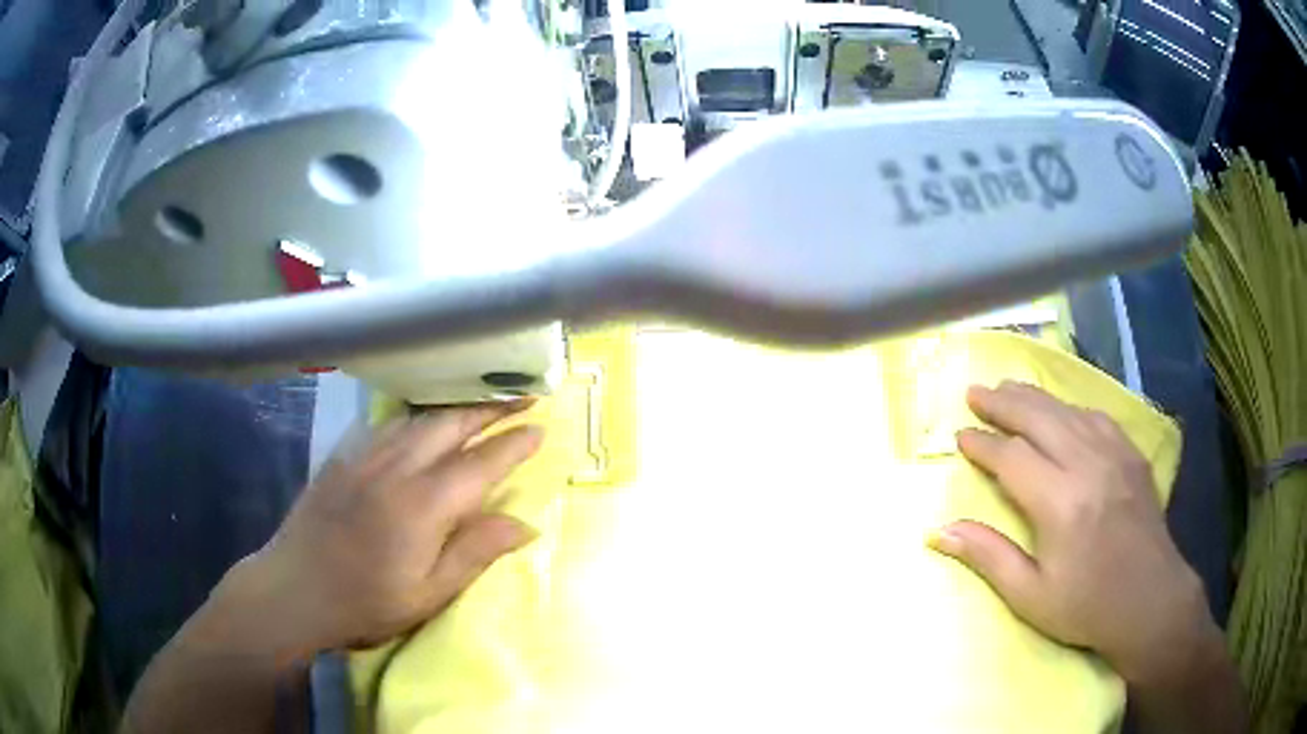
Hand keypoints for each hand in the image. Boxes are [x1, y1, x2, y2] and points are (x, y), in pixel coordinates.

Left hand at [231, 401, 543, 656]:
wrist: (294, 589)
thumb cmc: (365, 603)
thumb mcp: (428, 594)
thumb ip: (475, 552)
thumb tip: (525, 524)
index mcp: (422, 504)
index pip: (480, 463)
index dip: (512, 445)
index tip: (540, 428)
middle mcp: (396, 468)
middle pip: (451, 425)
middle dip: (490, 407)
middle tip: (522, 396)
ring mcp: (365, 457)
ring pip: (419, 418)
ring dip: (455, 407)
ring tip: (481, 402)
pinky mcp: (343, 457)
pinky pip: (388, 424)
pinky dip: (416, 417)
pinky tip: (422, 422)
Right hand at [928, 381, 1216, 686]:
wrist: (1150, 601)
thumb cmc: (1086, 607)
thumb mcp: (1030, 596)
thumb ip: (988, 557)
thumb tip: (939, 531)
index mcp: (1060, 502)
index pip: (1012, 457)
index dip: (983, 444)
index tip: (960, 436)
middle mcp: (1087, 465)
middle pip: (1039, 418)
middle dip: (1003, 403)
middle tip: (975, 392)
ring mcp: (1114, 454)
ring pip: (1067, 410)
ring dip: (1034, 397)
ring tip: (1008, 387)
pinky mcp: (1132, 454)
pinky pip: (1096, 416)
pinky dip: (1070, 408)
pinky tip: (1061, 410)